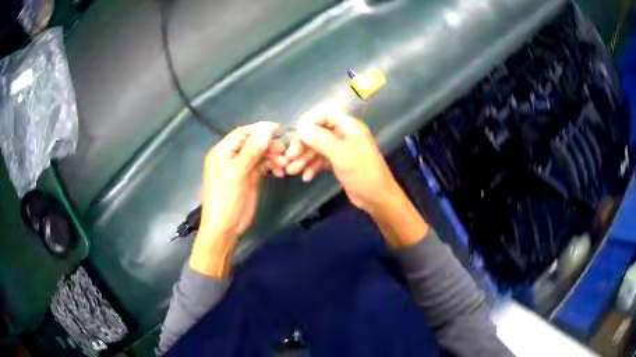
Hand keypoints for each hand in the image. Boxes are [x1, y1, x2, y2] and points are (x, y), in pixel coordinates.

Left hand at [190, 122, 282, 277]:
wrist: (225, 227)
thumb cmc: (225, 198)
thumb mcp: (236, 173)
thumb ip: (251, 151)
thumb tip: (266, 132)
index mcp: (223, 152)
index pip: (242, 134)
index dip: (259, 129)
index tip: (278, 129)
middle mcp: (232, 157)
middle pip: (253, 143)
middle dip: (269, 145)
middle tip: (285, 152)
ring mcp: (242, 168)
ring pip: (260, 155)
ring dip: (273, 157)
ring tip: (284, 165)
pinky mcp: (251, 178)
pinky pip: (263, 166)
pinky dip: (272, 167)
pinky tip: (280, 172)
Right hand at [287, 109, 428, 246]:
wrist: (377, 198)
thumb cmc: (362, 173)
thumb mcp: (341, 155)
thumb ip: (321, 139)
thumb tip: (301, 126)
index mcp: (349, 127)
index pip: (324, 116)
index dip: (308, 123)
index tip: (295, 136)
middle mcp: (344, 135)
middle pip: (318, 133)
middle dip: (302, 145)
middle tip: (289, 158)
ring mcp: (342, 149)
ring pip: (318, 148)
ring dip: (304, 158)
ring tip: (291, 171)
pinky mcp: (339, 163)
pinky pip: (322, 160)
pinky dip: (313, 167)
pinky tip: (306, 177)